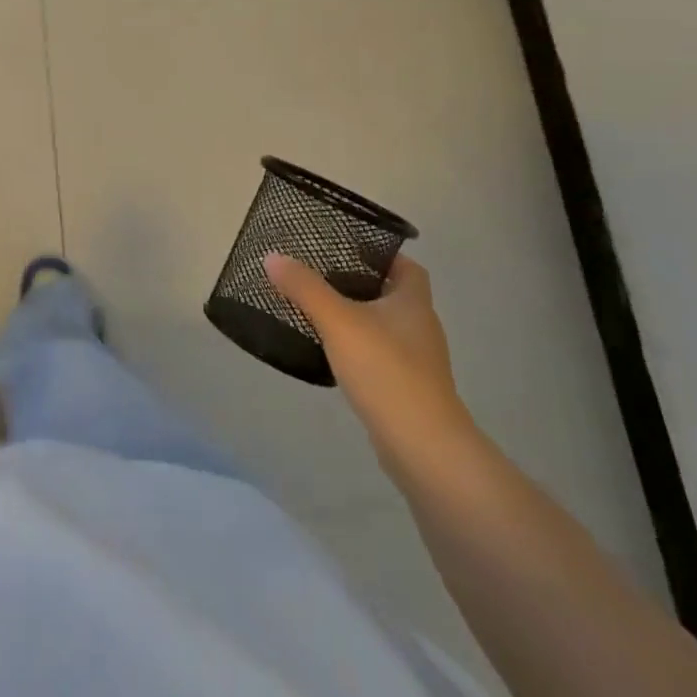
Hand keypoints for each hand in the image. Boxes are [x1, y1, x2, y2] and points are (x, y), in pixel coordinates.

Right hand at [265, 251, 478, 478]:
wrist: (423, 448)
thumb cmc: (386, 371)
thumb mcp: (337, 321)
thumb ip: (305, 288)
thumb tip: (273, 257)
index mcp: (414, 302)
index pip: (406, 266)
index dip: (381, 254)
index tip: (347, 248)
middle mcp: (421, 327)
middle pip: (393, 295)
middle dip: (361, 284)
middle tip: (320, 275)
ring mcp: (417, 362)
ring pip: (385, 327)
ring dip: (358, 318)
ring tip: (319, 310)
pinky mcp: (407, 390)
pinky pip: (380, 356)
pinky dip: (359, 349)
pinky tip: (333, 353)